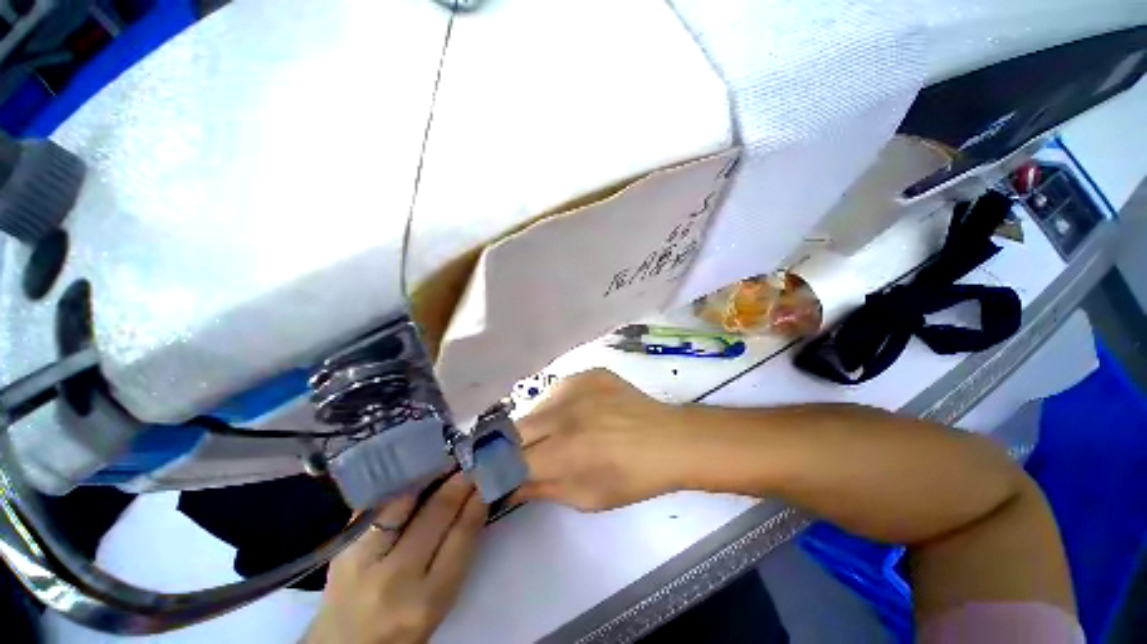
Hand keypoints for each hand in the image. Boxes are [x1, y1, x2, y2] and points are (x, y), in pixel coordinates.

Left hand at [304, 475, 485, 643]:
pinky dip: (399, 486)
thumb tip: (474, 502)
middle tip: (471, 461)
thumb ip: (456, 555)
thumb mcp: (438, 603)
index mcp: (428, 599)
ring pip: (404, 501)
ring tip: (445, 460)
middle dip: (458, 482)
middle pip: (436, 513)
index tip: (487, 478)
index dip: (478, 501)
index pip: (462, 535)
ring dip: (428, 476)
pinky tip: (413, 472)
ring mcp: (363, 560)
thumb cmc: (401, 629)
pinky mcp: (341, 548)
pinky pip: (377, 505)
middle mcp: (396, 577)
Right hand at [515, 369, 688, 510]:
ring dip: (538, 423)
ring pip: (537, 406)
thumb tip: (511, 485)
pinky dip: (560, 404)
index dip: (503, 469)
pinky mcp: (589, 373)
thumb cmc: (632, 478)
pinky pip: (560, 388)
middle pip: (517, 428)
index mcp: (563, 452)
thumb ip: (543, 489)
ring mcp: (577, 388)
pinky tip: (578, 412)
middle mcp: (564, 414)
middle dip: (514, 445)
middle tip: (528, 453)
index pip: (511, 459)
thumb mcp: (587, 497)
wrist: (669, 440)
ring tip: (558, 432)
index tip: (505, 473)